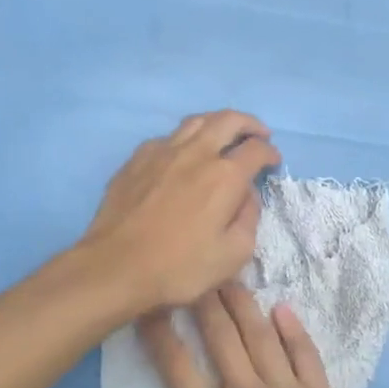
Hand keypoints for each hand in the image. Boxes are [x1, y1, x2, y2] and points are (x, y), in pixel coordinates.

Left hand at [83, 111, 280, 312]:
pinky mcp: (136, 159)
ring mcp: (162, 151)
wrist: (115, 267)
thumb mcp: (233, 255)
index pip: (257, 149)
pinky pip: (167, 138)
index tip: (273, 161)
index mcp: (225, 176)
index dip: (270, 152)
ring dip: (217, 123)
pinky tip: (183, 156)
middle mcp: (196, 153)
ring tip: (223, 135)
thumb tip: (247, 195)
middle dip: (250, 124)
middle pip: (228, 120)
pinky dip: (185, 140)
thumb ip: (249, 219)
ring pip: (196, 121)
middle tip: (258, 134)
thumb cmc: (179, 267)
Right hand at [120, 285, 374, 387]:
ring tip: (228, 278)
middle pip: (221, 340)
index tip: (147, 310)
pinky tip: (282, 307)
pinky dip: (293, 328)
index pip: (178, 371)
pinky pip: (305, 353)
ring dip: (243, 305)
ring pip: (261, 337)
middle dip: (203, 304)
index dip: (160, 337)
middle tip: (192, 276)